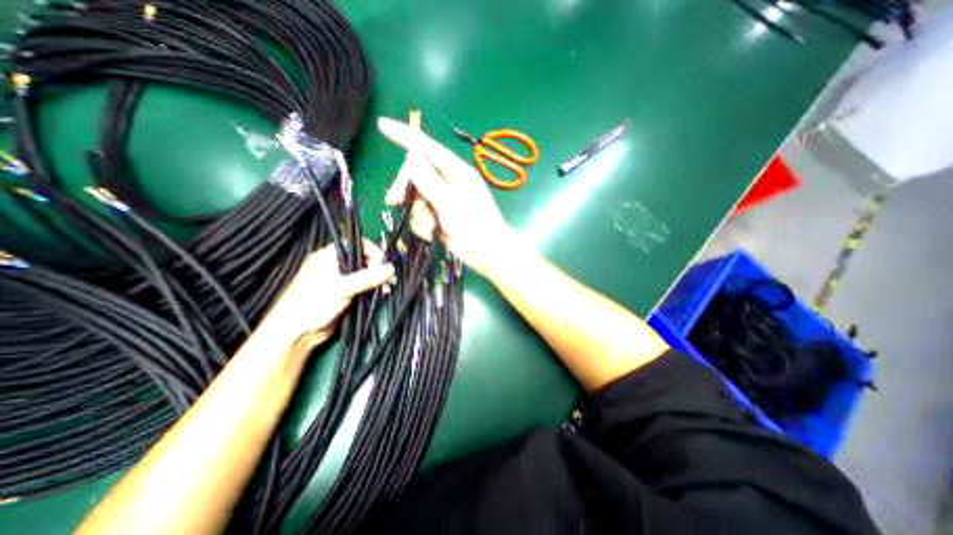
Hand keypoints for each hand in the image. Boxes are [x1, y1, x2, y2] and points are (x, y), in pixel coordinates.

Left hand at [253, 239, 394, 351]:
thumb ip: (368, 277)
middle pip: (364, 259)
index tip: (384, 263)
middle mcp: (335, 265)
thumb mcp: (342, 287)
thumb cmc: (313, 303)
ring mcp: (340, 280)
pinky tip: (381, 294)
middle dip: (378, 268)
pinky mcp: (345, 293)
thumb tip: (391, 269)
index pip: (357, 244)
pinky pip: (363, 286)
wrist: (297, 333)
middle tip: (389, 279)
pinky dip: (373, 289)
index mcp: (329, 256)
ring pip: (365, 274)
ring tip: (386, 289)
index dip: (373, 251)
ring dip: (378, 280)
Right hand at [377, 118, 516, 274]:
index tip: (382, 125)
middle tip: (393, 201)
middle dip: (405, 188)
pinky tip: (433, 234)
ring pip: (417, 198)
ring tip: (431, 226)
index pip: (427, 148)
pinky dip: (424, 225)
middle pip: (417, 175)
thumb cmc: (474, 227)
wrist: (487, 255)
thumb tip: (412, 155)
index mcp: (456, 172)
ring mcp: (445, 201)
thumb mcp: (449, 202)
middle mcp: (449, 183)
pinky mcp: (442, 217)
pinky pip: (422, 215)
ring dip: (418, 213)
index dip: (404, 136)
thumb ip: (429, 180)